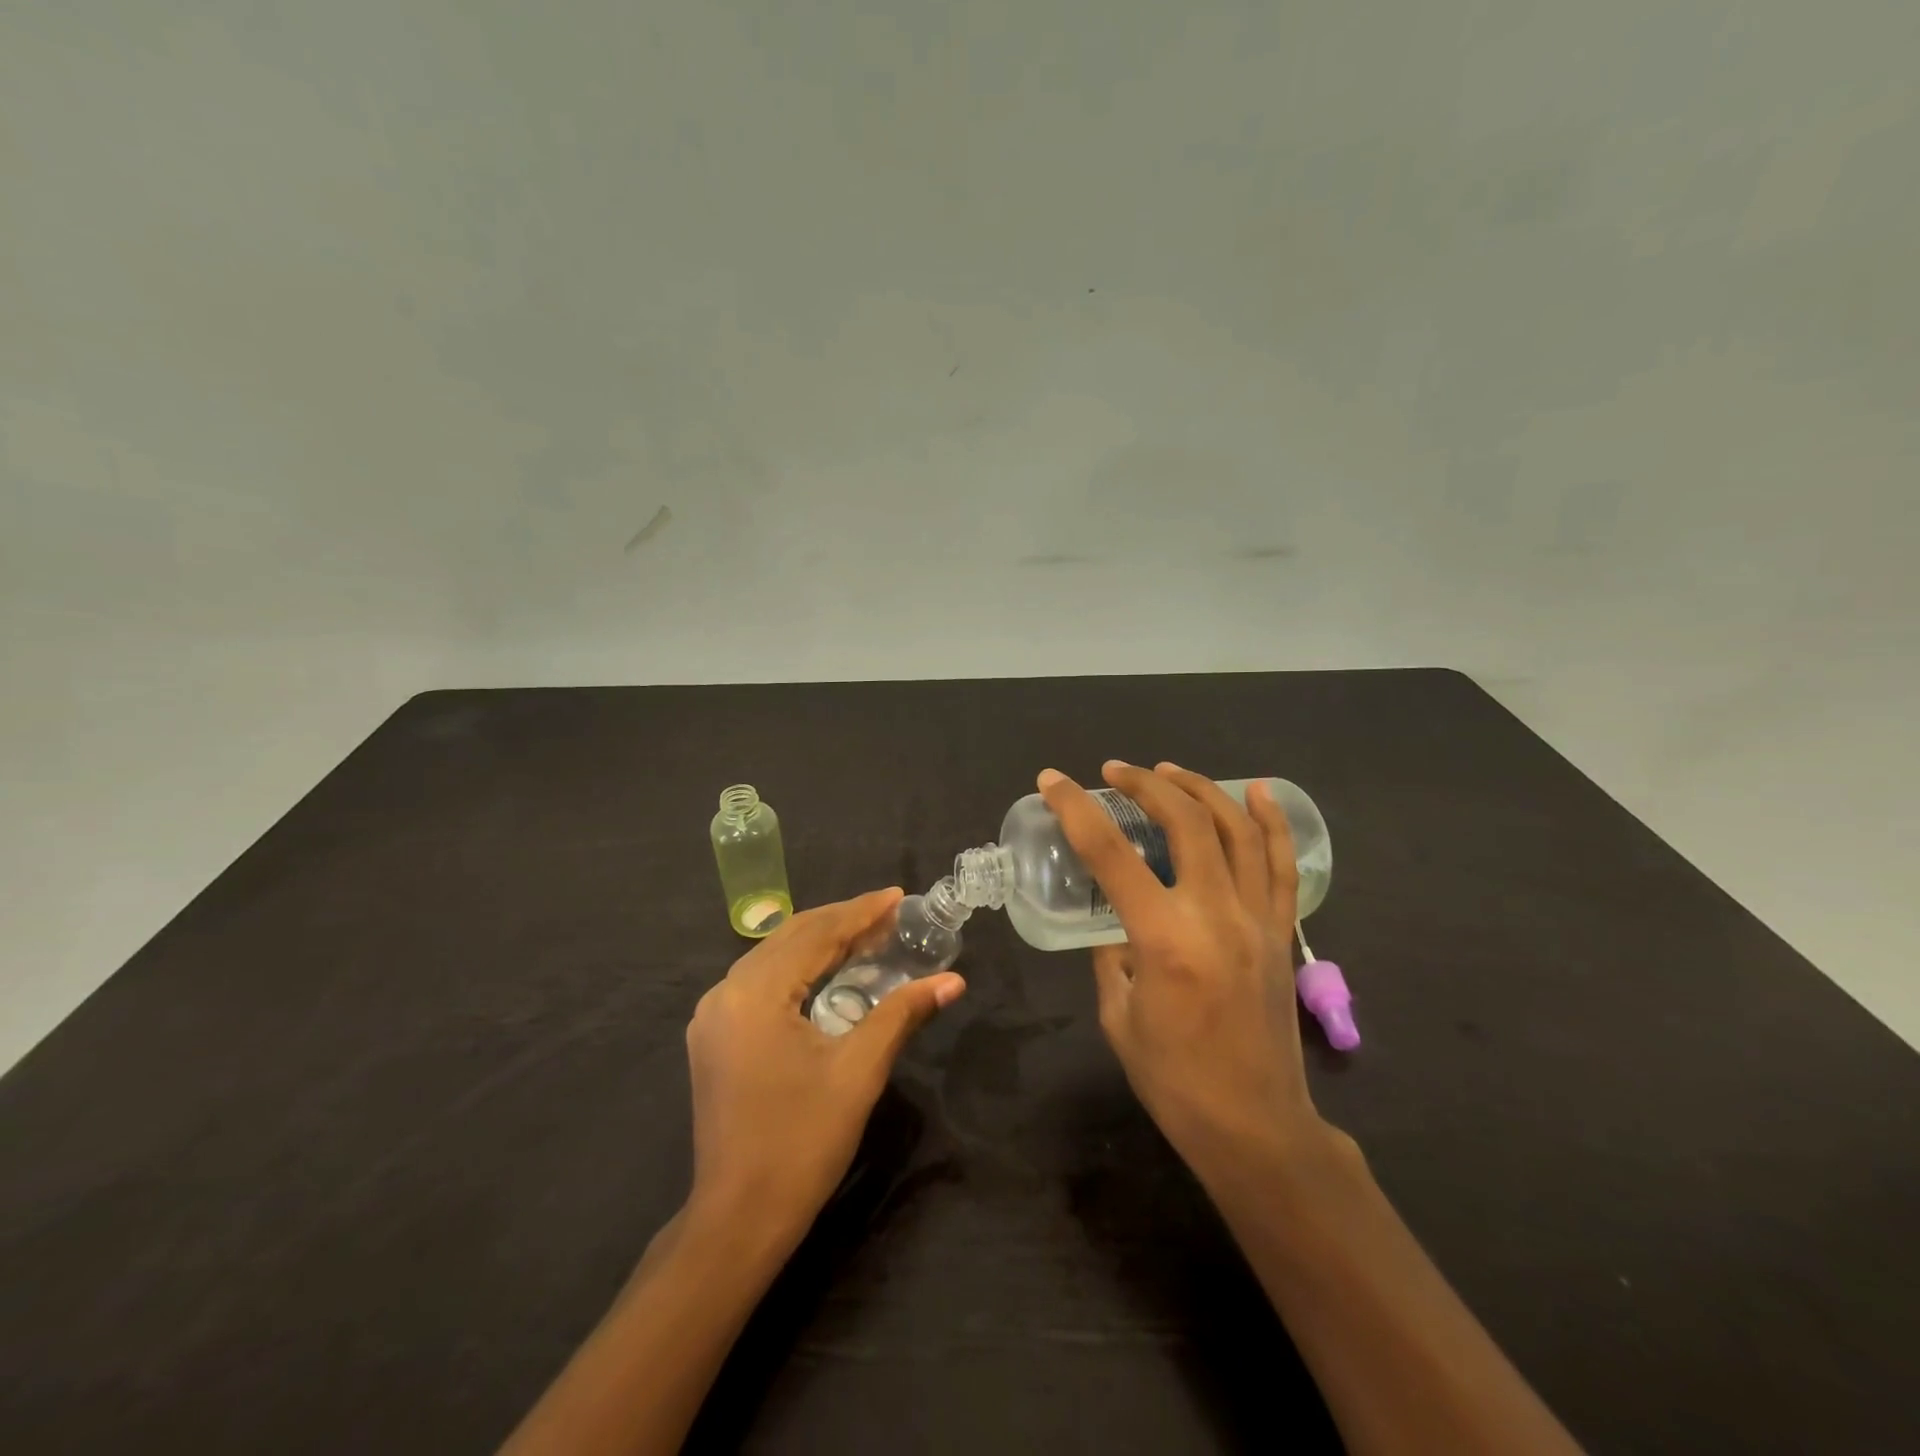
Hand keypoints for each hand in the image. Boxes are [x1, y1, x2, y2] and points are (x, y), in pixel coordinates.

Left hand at [684, 888, 965, 1248]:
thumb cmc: (802, 1143)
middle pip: (791, 937)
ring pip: (773, 956)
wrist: (738, 1219)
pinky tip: (827, 970)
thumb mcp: (859, 1071)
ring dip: (820, 941)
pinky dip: (797, 967)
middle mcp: (725, 992)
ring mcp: (713, 1015)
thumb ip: (902, 1014)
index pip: (816, 935)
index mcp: (755, 993)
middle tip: (890, 913)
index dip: (862, 913)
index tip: (899, 896)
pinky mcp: (714, 1035)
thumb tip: (953, 981)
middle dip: (842, 921)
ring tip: (868, 934)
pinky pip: (760, 981)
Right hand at [1038, 762, 1324, 1173]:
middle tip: (1115, 771)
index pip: (1111, 854)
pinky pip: (1281, 864)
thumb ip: (1110, 957)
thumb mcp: (1118, 1016)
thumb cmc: (1174, 1081)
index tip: (1053, 780)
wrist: (1255, 1127)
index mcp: (1164, 940)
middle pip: (1185, 822)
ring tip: (1169, 771)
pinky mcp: (1283, 932)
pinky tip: (1258, 791)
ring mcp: (1257, 920)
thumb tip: (1113, 923)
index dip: (1076, 809)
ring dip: (1201, 789)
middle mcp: (1216, 916)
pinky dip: (1271, 821)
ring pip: (1237, 830)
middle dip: (1145, 784)